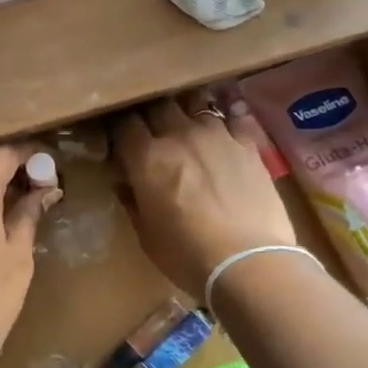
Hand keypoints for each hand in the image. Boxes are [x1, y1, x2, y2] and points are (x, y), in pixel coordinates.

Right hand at [114, 95, 295, 297]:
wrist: (248, 262)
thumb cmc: (187, 256)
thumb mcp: (146, 235)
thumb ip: (133, 202)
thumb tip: (125, 184)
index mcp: (147, 158)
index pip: (124, 124)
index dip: (119, 127)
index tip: (119, 137)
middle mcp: (179, 135)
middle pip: (157, 105)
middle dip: (150, 115)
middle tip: (151, 130)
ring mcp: (217, 135)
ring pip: (195, 104)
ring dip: (186, 113)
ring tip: (187, 126)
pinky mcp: (248, 144)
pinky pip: (232, 118)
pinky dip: (223, 121)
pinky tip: (222, 131)